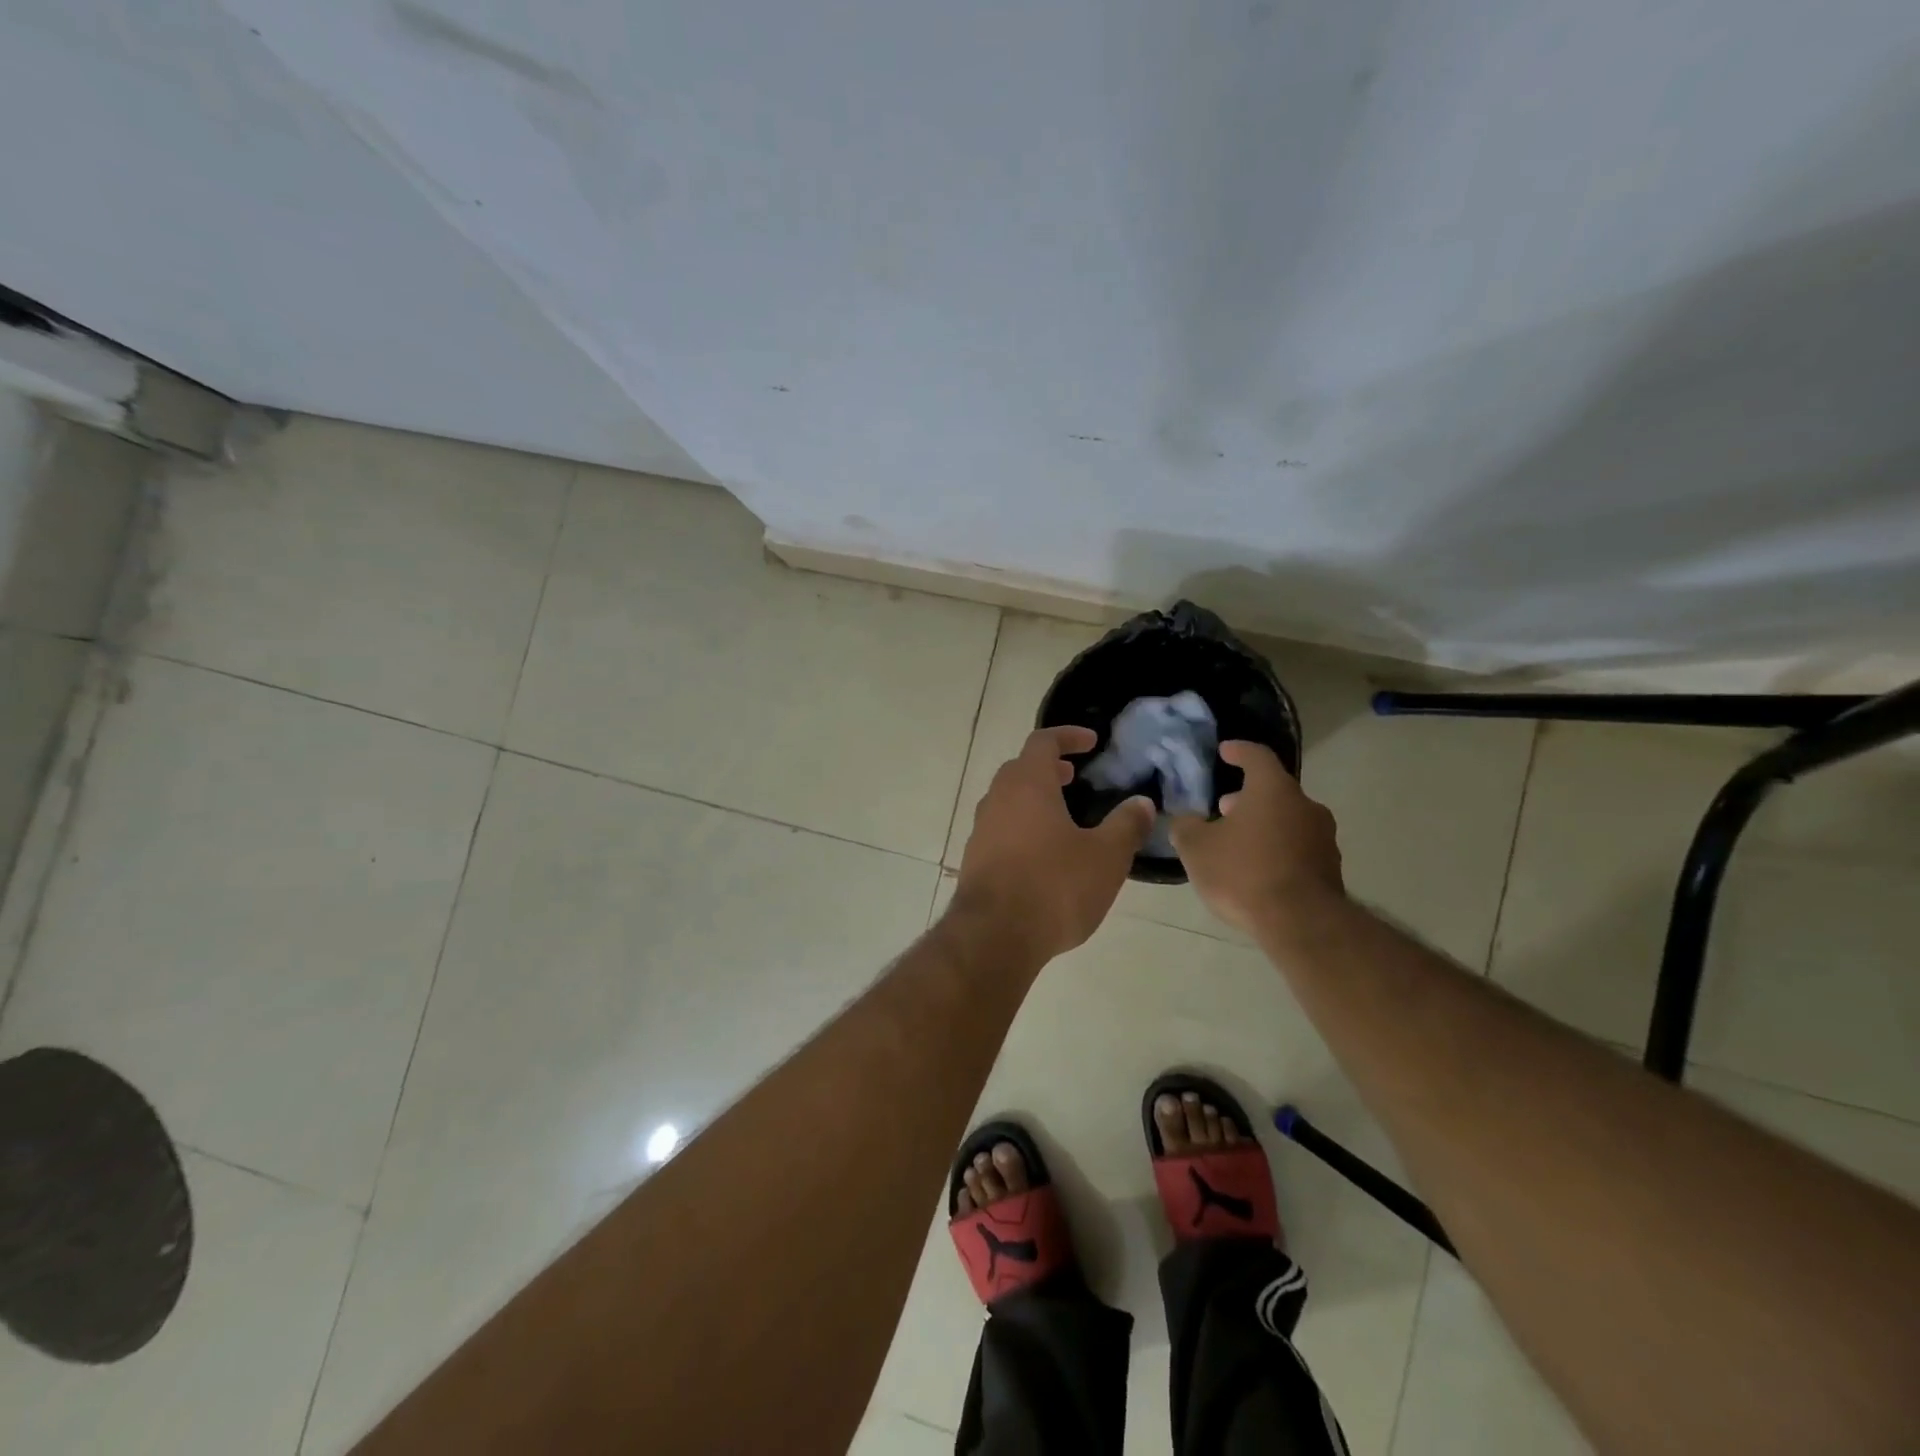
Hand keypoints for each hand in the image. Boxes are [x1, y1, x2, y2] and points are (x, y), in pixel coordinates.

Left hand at [950, 726, 1154, 963]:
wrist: (994, 936)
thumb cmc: (1054, 886)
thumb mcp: (1106, 857)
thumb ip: (1126, 825)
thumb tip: (1142, 802)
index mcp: (1027, 784)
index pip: (1043, 742)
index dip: (1067, 736)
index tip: (1091, 742)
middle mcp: (997, 798)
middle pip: (1021, 769)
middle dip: (1049, 768)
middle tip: (1075, 778)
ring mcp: (981, 829)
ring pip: (1008, 799)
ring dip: (1034, 798)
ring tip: (1063, 816)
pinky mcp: (975, 859)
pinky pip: (1001, 828)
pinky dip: (1022, 826)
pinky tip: (1043, 854)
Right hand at [1169, 740, 1342, 936]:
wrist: (1301, 924)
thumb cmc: (1243, 873)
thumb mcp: (1196, 849)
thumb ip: (1186, 827)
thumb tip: (1186, 820)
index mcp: (1273, 790)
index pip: (1256, 756)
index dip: (1238, 751)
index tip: (1225, 751)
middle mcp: (1305, 806)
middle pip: (1274, 790)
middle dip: (1247, 797)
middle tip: (1223, 808)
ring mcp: (1323, 838)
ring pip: (1287, 819)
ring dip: (1263, 824)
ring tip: (1237, 843)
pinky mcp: (1330, 868)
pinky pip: (1297, 848)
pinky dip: (1277, 849)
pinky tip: (1257, 870)